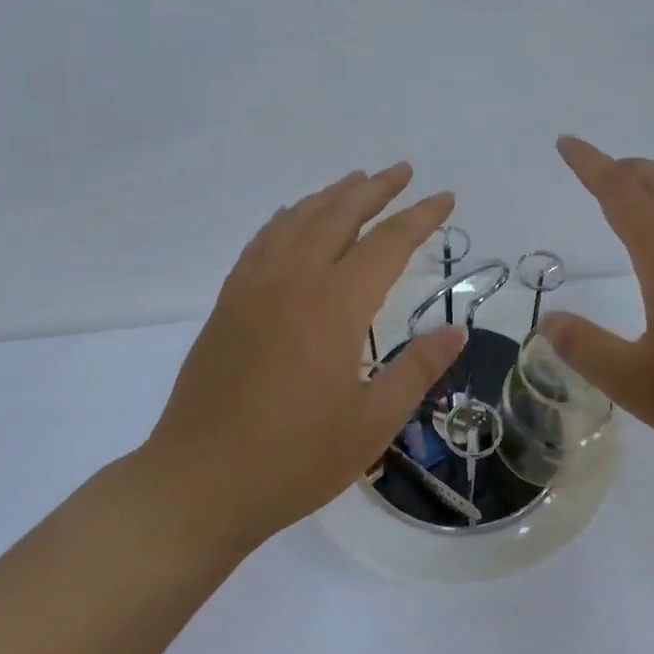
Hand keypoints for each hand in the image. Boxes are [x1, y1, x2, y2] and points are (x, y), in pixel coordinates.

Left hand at [138, 164, 464, 552]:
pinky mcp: (228, 303)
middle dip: (375, 189)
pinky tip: (295, 218)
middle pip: (338, 215)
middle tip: (403, 171)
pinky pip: (262, 241)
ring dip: (331, 196)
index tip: (445, 198)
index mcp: (334, 307)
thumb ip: (416, 370)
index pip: (386, 244)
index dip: (419, 218)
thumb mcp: (371, 424)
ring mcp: (253, 288)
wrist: (199, 482)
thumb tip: (454, 332)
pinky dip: (287, 218)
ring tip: (356, 181)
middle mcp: (292, 282)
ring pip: (297, 221)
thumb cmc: (294, 460)